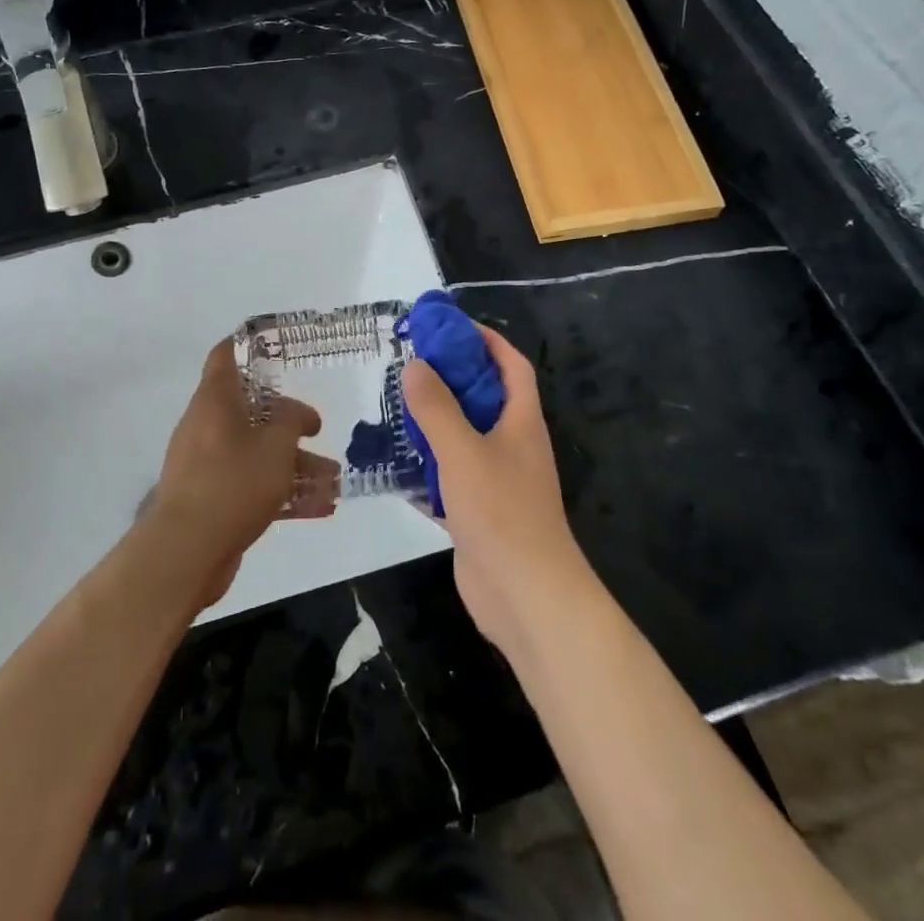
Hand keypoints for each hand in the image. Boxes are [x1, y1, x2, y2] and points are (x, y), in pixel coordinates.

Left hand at [144, 339, 338, 609]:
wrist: (186, 551)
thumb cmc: (233, 482)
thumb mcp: (275, 445)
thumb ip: (291, 420)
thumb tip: (297, 412)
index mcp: (215, 401)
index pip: (226, 357)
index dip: (248, 346)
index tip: (276, 346)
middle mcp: (207, 426)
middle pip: (250, 412)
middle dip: (288, 423)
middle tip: (318, 430)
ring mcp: (206, 465)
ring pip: (256, 453)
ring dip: (294, 464)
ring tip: (333, 479)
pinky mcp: (212, 500)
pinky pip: (252, 486)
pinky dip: (282, 492)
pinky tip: (321, 507)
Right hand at [401, 324, 592, 662]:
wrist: (527, 597)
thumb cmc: (501, 512)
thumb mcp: (463, 451)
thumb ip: (437, 408)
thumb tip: (415, 365)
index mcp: (521, 421)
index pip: (511, 365)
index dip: (487, 340)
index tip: (450, 327)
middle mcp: (512, 445)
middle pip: (484, 398)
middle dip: (452, 378)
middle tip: (410, 365)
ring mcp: (497, 480)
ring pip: (464, 437)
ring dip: (436, 421)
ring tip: (396, 406)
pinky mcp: (478, 511)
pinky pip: (451, 476)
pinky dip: (428, 466)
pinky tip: (397, 463)